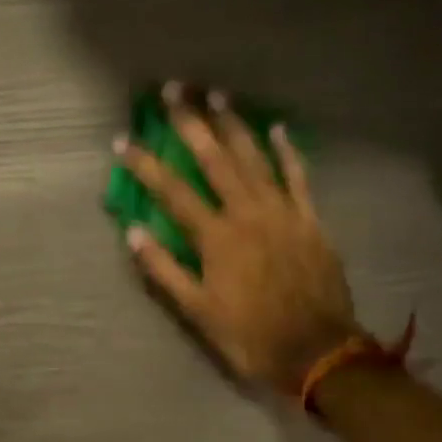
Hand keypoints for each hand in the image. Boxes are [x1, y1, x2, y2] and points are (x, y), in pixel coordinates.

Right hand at [117, 83, 357, 395]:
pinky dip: (287, 151)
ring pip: (254, 158)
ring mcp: (282, 212)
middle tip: (174, 90)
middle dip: (191, 122)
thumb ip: (164, 270)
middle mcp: (247, 214)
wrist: (318, 352)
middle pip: (215, 159)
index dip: (145, 164)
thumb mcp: (197, 312)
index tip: (122, 140)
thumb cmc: (250, 335)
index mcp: (215, 237)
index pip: (172, 191)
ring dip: (234, 125)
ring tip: (217, 96)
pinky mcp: (310, 219)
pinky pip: (298, 177)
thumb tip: (133, 231)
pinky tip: (276, 128)